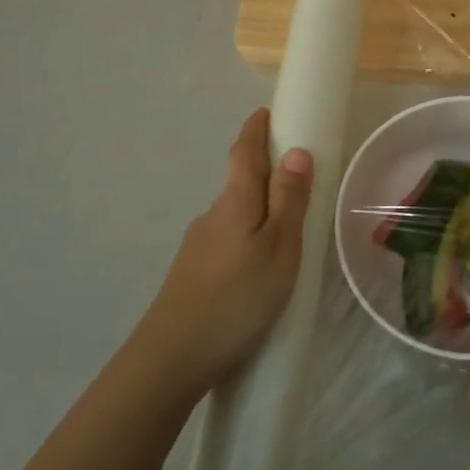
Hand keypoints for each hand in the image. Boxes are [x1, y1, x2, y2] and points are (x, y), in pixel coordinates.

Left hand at [136, 108, 312, 400]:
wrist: (172, 357)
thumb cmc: (238, 297)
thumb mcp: (279, 248)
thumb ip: (288, 201)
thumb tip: (296, 151)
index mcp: (235, 202)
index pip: (243, 153)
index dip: (255, 130)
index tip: (266, 112)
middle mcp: (212, 216)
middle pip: (239, 182)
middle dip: (264, 170)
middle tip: (297, 175)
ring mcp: (198, 246)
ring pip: (234, 215)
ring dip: (257, 208)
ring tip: (288, 229)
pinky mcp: (193, 273)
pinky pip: (227, 240)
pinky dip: (247, 236)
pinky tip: (258, 266)